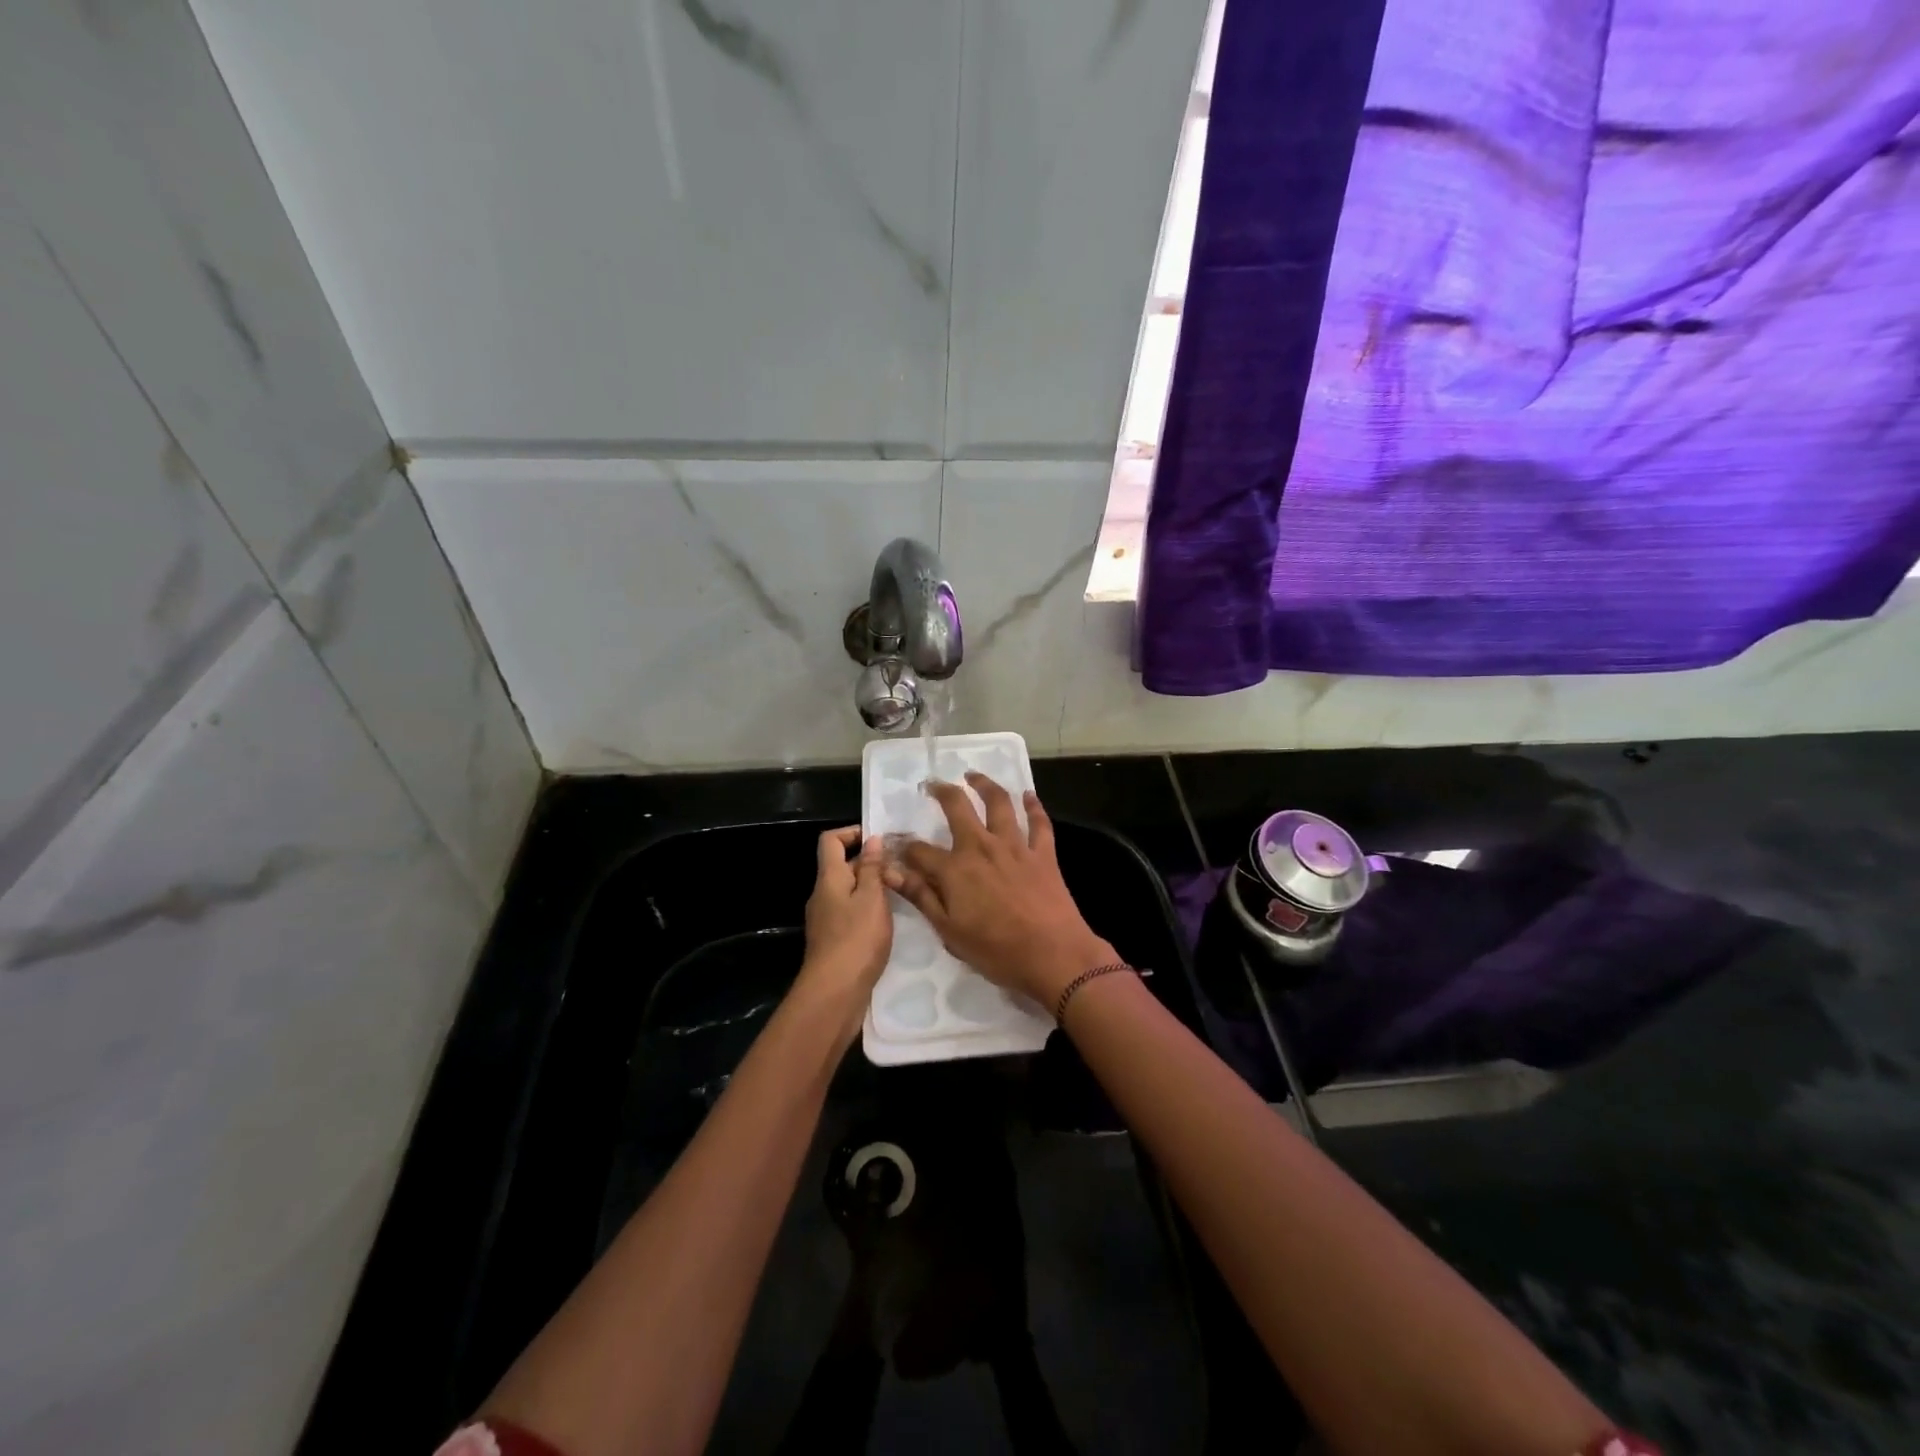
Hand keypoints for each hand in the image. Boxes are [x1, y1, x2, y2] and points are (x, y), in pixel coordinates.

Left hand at [798, 828, 892, 1018]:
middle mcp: (823, 894)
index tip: (880, 839)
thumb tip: (872, 839)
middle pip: (842, 866)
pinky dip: (869, 910)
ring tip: (902, 893)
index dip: (852, 832)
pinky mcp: (834, 940)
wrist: (834, 993)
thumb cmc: (856, 939)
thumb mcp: (871, 898)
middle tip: (902, 868)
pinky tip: (890, 921)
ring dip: (872, 888)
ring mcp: (826, 919)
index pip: (831, 841)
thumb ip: (872, 868)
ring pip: (849, 891)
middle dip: (870, 862)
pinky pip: (851, 913)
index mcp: (829, 878)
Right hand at [884, 774, 1114, 1008]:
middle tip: (933, 784)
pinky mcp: (1043, 852)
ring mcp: (1015, 846)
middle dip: (941, 791)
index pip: (920, 850)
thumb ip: (922, 897)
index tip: (896, 843)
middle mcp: (982, 847)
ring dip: (984, 784)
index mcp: (955, 869)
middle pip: (957, 807)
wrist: (1054, 955)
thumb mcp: (949, 932)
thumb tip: (891, 872)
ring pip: (998, 803)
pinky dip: (1033, 805)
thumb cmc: (997, 951)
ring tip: (973, 775)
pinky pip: (1038, 822)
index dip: (904, 846)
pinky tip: (1029, 795)